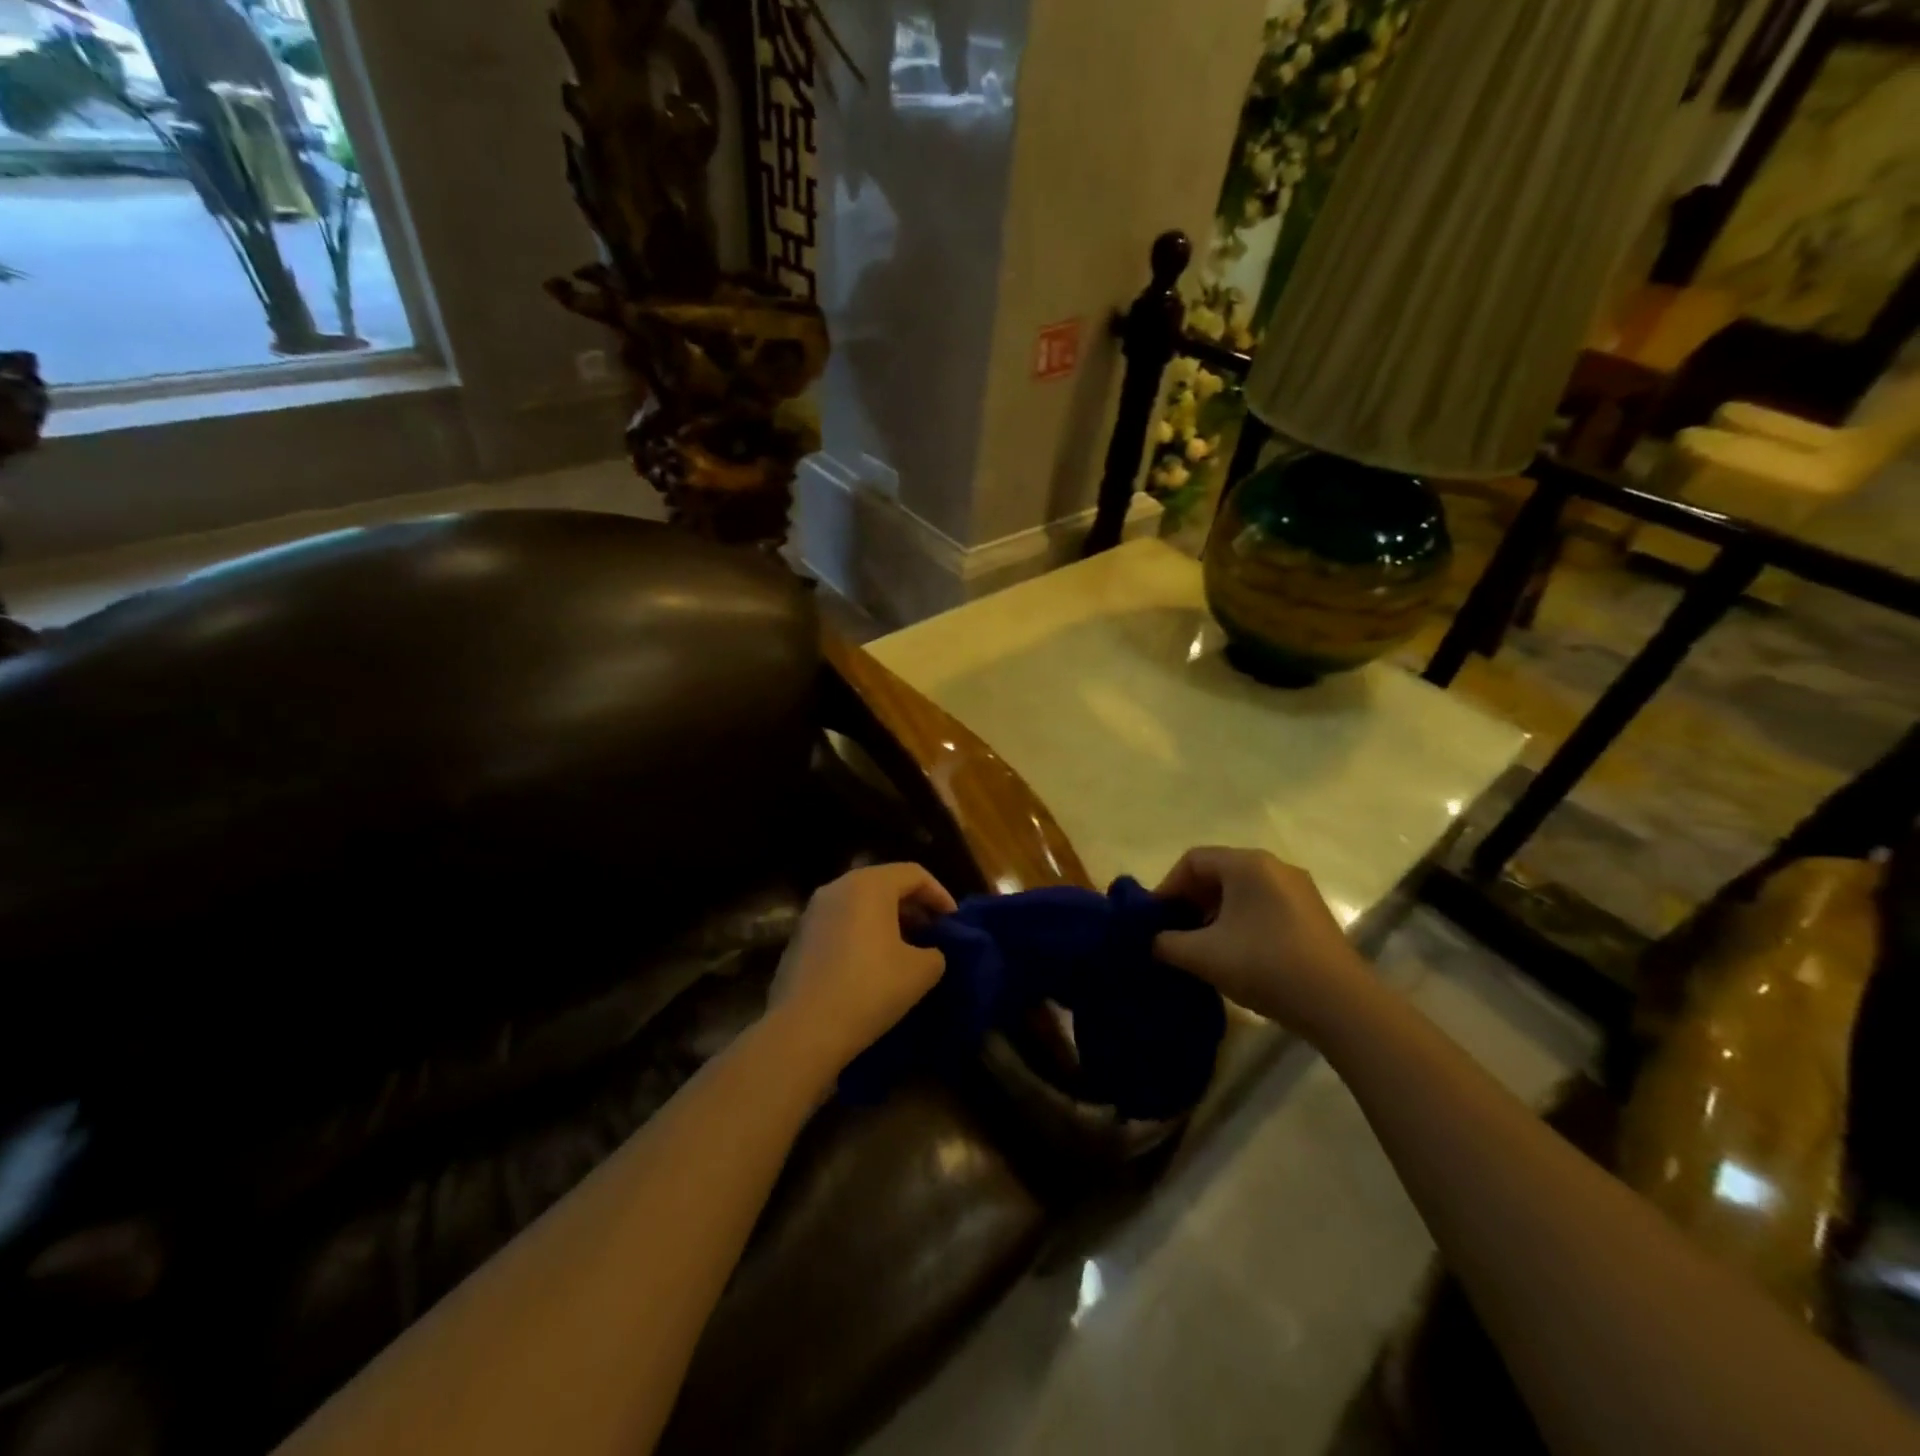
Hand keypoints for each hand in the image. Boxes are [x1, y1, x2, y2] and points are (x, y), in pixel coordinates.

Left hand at [765, 863, 956, 1078]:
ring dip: (887, 922)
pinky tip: (871, 967)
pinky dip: (861, 935)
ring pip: (860, 905)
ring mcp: (812, 913)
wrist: (804, 1030)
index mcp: (869, 885)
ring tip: (905, 951)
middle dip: (913, 906)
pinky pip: (840, 925)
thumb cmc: (870, 989)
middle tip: (932, 934)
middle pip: (884, 885)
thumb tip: (927, 952)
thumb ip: (936, 952)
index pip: (914, 874)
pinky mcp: (798, 939)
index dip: (939, 895)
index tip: (953, 923)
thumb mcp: (921, 971)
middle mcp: (837, 888)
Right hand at [1152, 847, 1369, 1034]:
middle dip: (1191, 901)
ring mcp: (1299, 890)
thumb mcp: (1203, 956)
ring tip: (1203, 947)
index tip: (1157, 919)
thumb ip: (1167, 943)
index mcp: (1247, 864)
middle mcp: (1275, 866)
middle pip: (1218, 872)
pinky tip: (1237, 954)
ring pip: (1242, 891)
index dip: (1168, 887)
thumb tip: (1153, 941)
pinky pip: (1264, 906)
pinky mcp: (1313, 915)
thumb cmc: (1264, 965)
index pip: (1193, 860)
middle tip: (1175, 932)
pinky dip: (1241, 921)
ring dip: (1215, 913)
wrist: (1340, 1004)